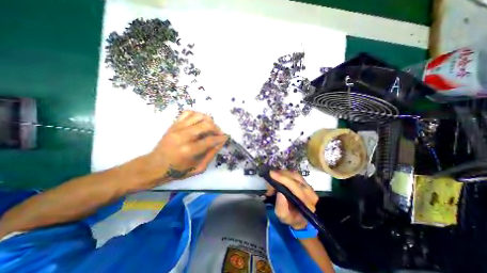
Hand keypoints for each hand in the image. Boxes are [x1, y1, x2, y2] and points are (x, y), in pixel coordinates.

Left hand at [148, 110, 227, 182]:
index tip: (226, 137)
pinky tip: (200, 121)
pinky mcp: (174, 124)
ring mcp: (177, 128)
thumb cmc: (178, 170)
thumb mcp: (199, 168)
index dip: (221, 138)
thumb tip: (221, 142)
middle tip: (219, 133)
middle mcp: (184, 136)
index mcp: (190, 150)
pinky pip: (188, 113)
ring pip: (199, 116)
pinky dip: (197, 115)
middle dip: (217, 128)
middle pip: (206, 125)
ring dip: (209, 120)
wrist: (155, 166)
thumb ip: (211, 154)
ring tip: (211, 127)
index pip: (211, 140)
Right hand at [266, 171, 319, 229]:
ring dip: (281, 174)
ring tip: (273, 180)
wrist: (303, 218)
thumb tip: (279, 193)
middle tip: (269, 181)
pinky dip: (283, 173)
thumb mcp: (285, 218)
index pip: (295, 186)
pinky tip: (278, 177)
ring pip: (293, 173)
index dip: (283, 178)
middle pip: (294, 176)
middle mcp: (308, 190)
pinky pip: (292, 173)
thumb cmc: (293, 218)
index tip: (271, 174)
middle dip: (280, 175)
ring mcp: (307, 184)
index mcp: (306, 201)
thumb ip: (281, 208)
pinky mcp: (303, 181)